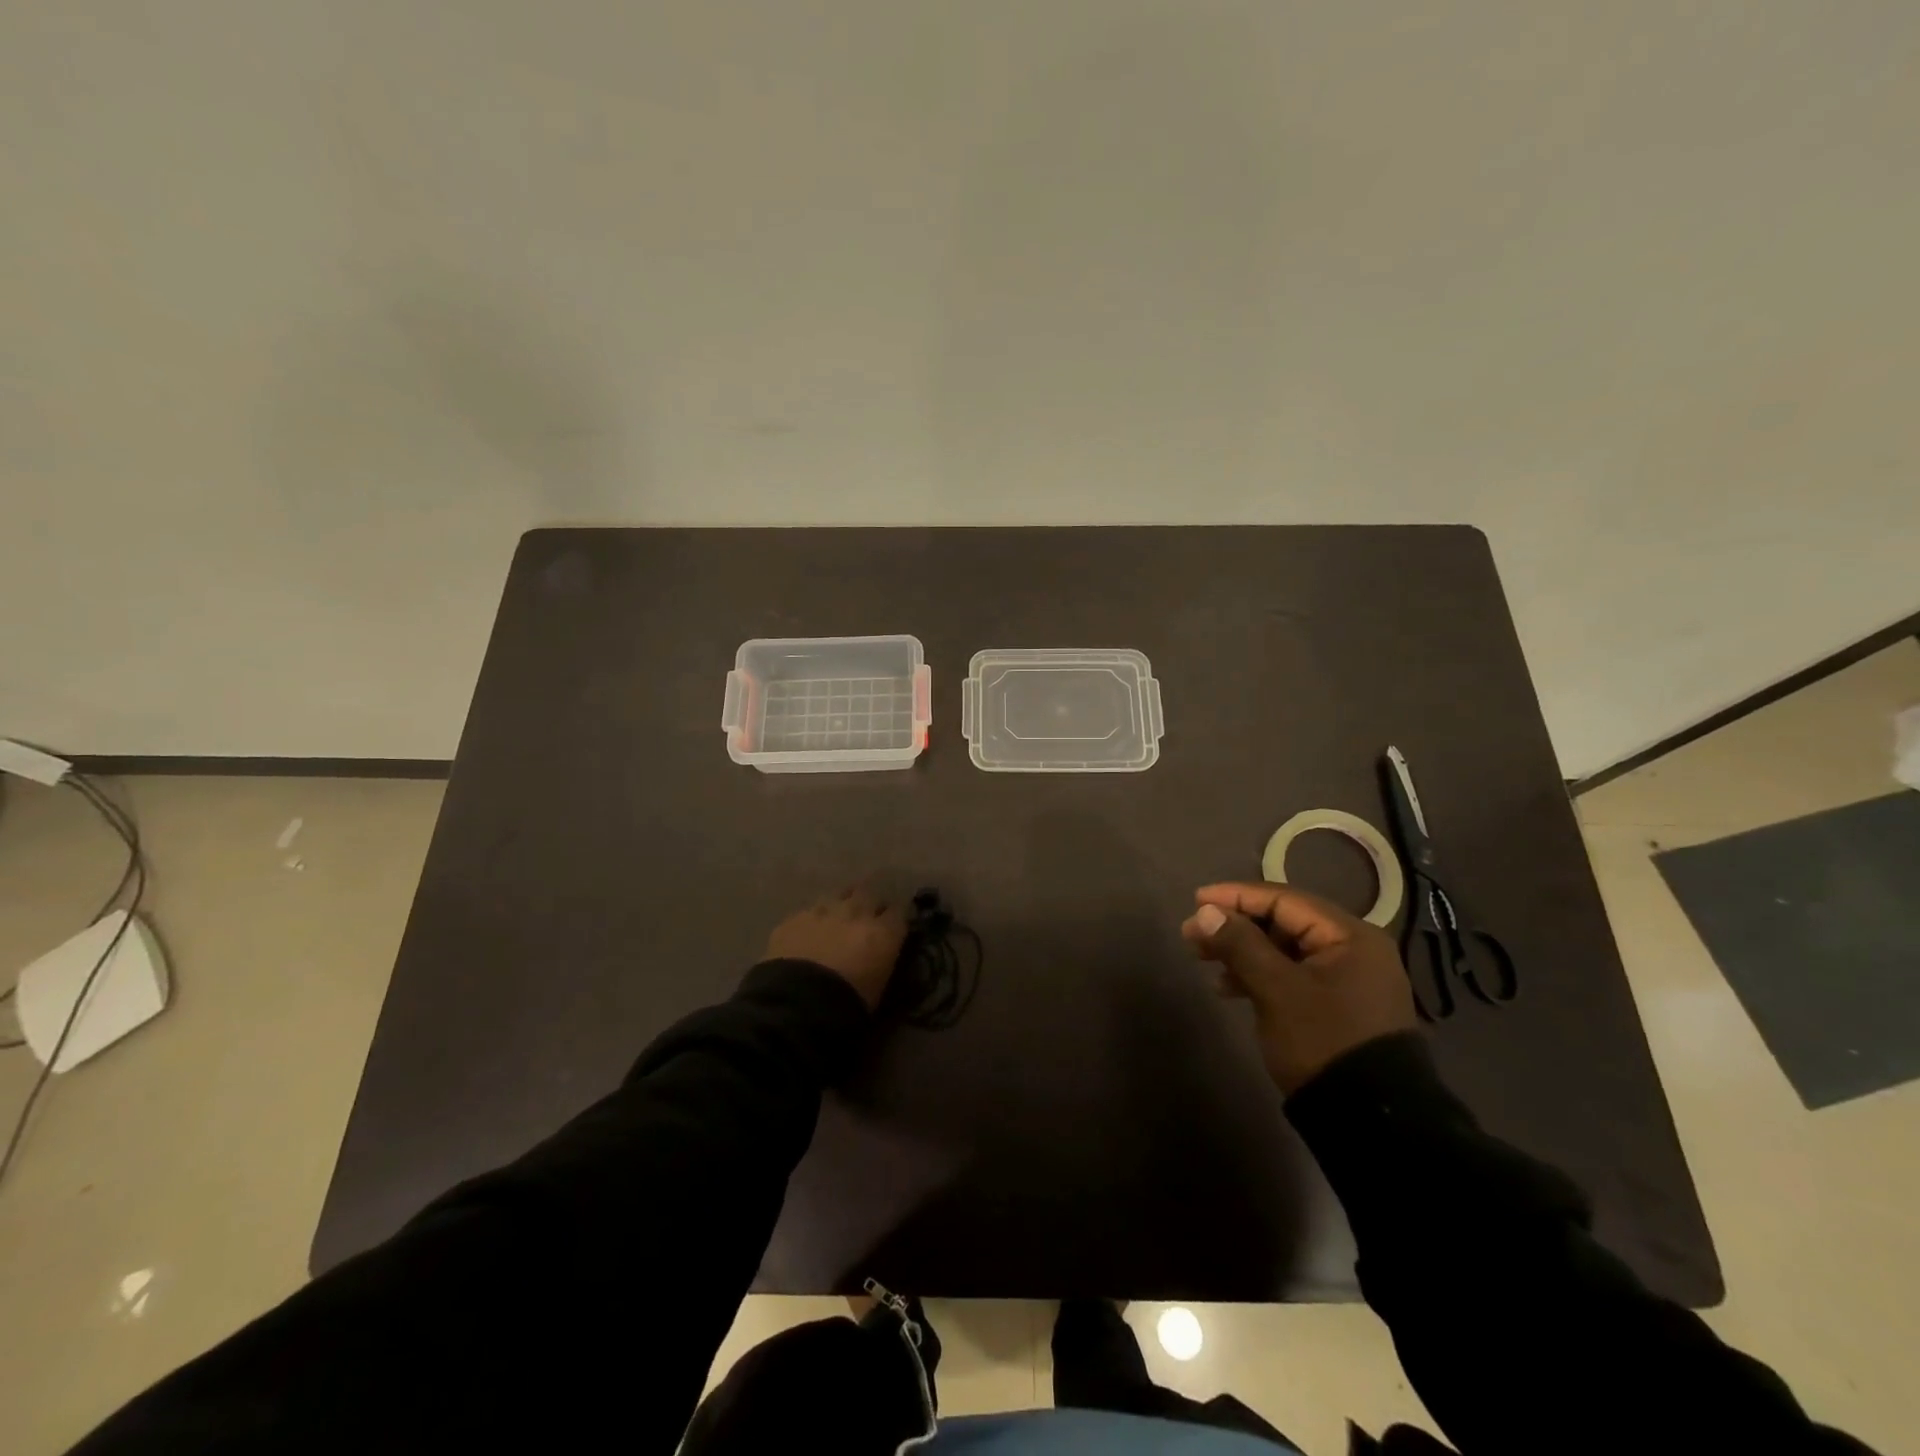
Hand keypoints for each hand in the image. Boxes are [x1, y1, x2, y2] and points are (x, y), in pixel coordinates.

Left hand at [767, 884, 907, 1010]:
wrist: (797, 1004)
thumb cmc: (848, 1006)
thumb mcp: (879, 987)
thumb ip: (882, 962)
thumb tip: (880, 957)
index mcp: (883, 933)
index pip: (899, 912)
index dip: (895, 918)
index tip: (892, 926)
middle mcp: (856, 913)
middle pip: (869, 893)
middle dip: (869, 903)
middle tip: (865, 917)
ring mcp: (823, 911)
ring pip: (838, 895)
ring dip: (841, 904)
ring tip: (837, 918)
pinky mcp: (794, 918)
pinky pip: (809, 911)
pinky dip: (812, 920)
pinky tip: (807, 933)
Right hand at [1181, 881, 1416, 1093]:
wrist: (1371, 1121)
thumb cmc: (1323, 1041)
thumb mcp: (1276, 989)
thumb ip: (1240, 944)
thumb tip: (1206, 912)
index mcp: (1350, 936)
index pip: (1284, 899)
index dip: (1236, 896)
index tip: (1196, 900)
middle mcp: (1354, 949)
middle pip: (1284, 922)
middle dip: (1236, 925)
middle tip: (1193, 934)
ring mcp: (1348, 979)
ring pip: (1284, 949)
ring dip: (1243, 951)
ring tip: (1203, 960)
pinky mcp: (1338, 1005)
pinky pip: (1292, 974)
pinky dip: (1260, 974)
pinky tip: (1229, 988)